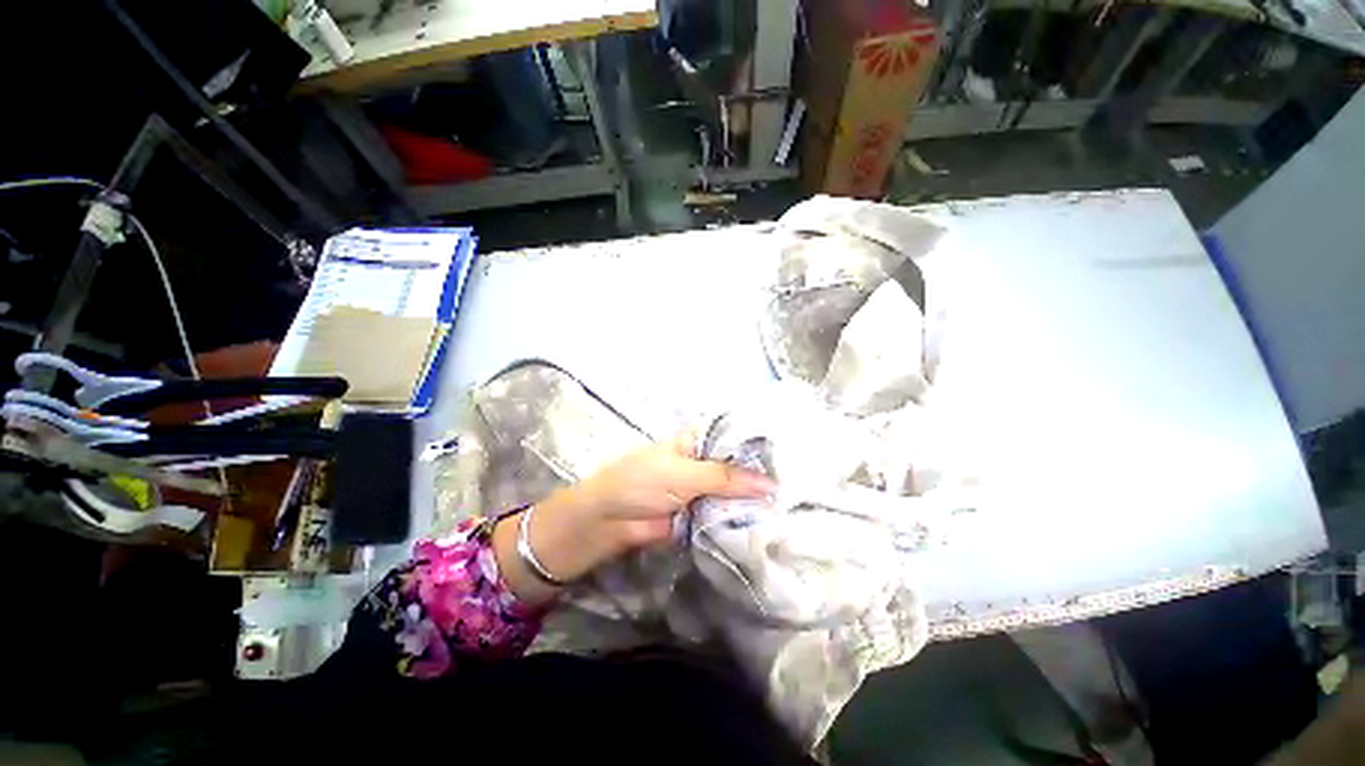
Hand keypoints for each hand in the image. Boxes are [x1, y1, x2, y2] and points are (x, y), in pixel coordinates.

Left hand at [491, 436, 775, 604]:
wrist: (608, 523)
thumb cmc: (640, 483)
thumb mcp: (684, 473)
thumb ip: (726, 478)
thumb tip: (771, 485)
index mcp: (695, 444)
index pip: (731, 440)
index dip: (757, 447)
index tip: (791, 455)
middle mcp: (701, 465)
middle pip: (735, 469)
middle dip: (759, 477)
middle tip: (801, 484)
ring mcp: (700, 492)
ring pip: (732, 494)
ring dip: (753, 501)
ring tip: (794, 505)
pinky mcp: (699, 518)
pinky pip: (723, 517)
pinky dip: (741, 521)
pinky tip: (770, 524)